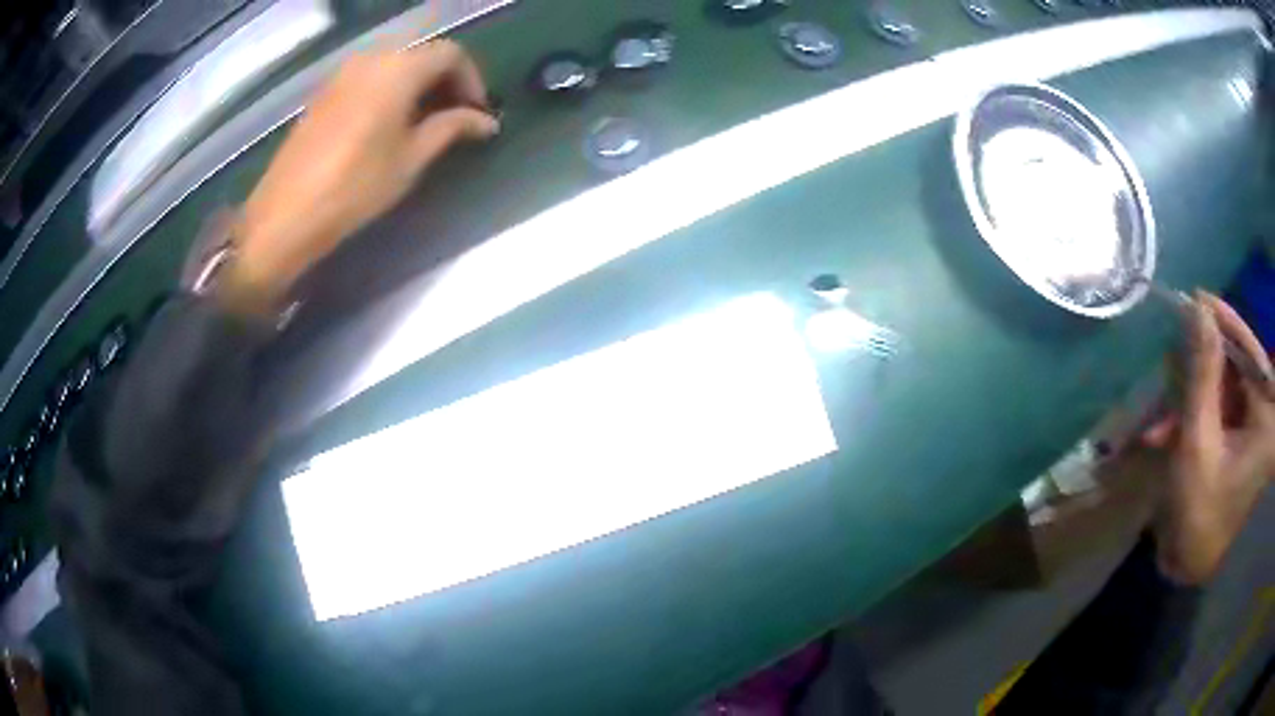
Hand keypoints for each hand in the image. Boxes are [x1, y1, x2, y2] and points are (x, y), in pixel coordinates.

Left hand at [224, 41, 498, 310]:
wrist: (286, 214)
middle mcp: (371, 59)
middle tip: (456, 117)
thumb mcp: (411, 159)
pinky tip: (390, 124)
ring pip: (395, 64)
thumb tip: (486, 121)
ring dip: (418, 85)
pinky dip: (390, 90)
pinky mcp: (325, 93)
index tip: (477, 113)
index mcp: (398, 69)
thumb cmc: (355, 186)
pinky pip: (369, 77)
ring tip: (425, 123)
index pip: (450, 54)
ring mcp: (343, 74)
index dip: (472, 79)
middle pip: (422, 55)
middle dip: (445, 81)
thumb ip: (451, 128)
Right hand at [1143, 292, 1274, 584]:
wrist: (1193, 569)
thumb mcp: (1198, 444)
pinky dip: (1193, 417)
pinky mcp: (1240, 438)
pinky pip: (1218, 410)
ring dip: (1190, 398)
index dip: (1222, 323)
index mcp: (1267, 415)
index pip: (1249, 349)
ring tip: (1159, 416)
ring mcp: (1253, 426)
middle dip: (1200, 369)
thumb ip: (1201, 373)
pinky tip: (1166, 432)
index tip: (1194, 300)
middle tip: (1170, 362)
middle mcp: (1265, 413)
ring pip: (1224, 389)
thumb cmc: (1201, 515)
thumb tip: (1196, 307)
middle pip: (1235, 368)